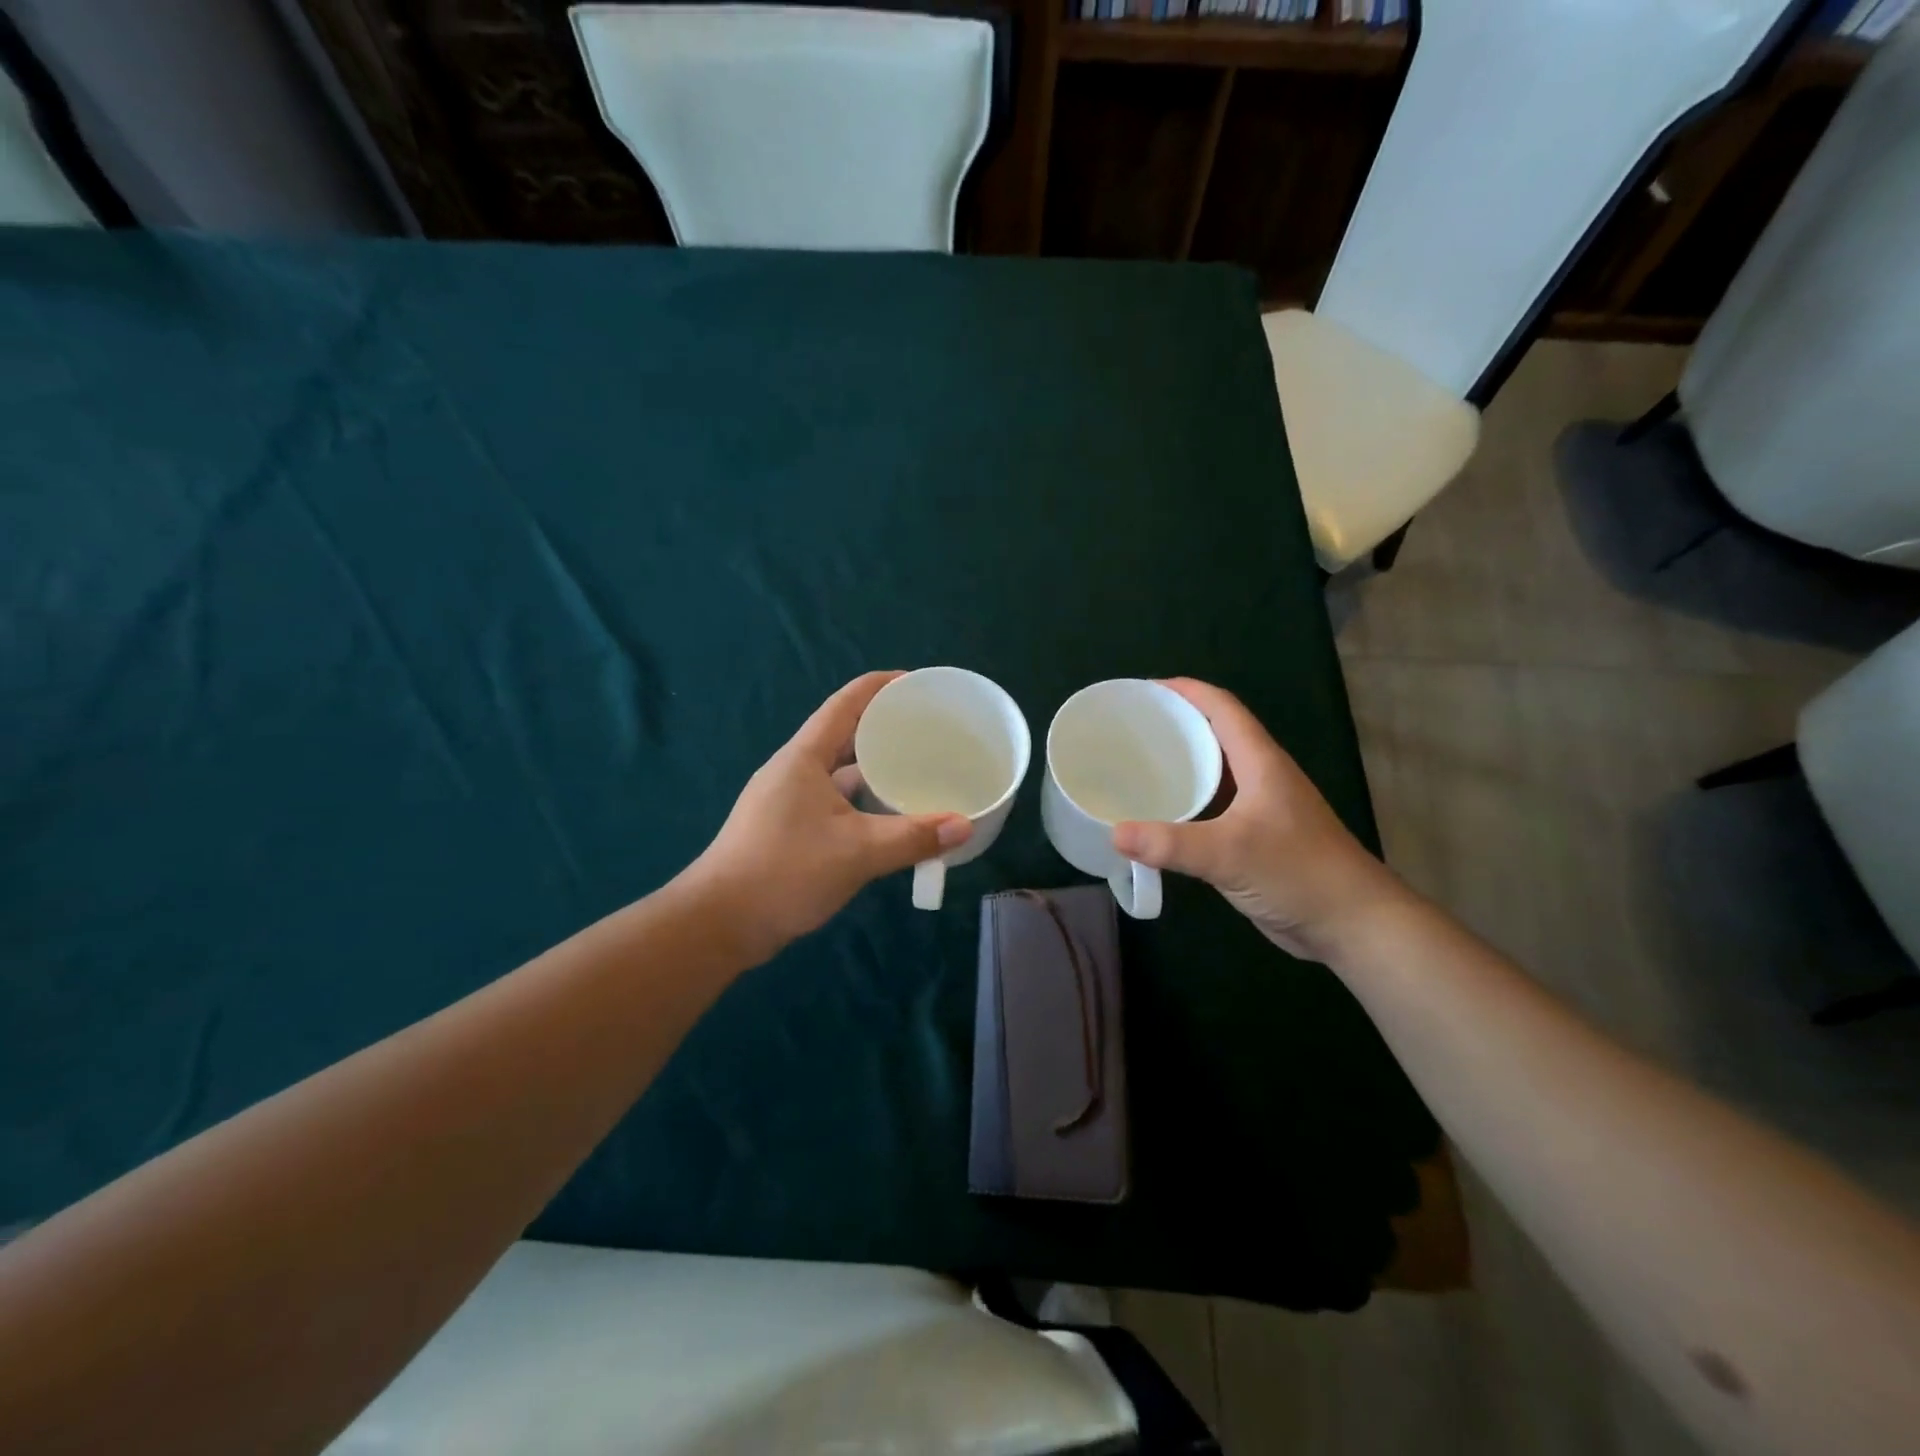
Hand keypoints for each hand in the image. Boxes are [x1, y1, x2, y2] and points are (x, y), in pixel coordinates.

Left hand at [685, 672, 971, 962]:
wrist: (720, 923)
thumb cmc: (785, 872)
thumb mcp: (858, 852)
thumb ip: (913, 837)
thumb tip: (964, 825)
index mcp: (804, 757)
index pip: (846, 702)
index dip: (882, 686)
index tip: (920, 683)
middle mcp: (795, 770)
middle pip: (845, 733)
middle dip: (886, 727)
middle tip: (930, 730)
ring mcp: (788, 800)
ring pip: (840, 771)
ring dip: (875, 768)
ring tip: (918, 769)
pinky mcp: (788, 828)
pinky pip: (835, 800)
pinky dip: (863, 801)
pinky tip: (890, 816)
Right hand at [1111, 678, 1406, 963]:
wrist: (1352, 924)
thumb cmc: (1298, 873)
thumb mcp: (1230, 854)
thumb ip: (1170, 844)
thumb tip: (1114, 833)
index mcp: (1261, 762)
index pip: (1222, 708)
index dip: (1185, 691)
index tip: (1142, 690)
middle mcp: (1261, 777)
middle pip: (1215, 734)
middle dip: (1175, 724)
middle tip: (1128, 729)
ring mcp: (1261, 808)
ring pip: (1215, 772)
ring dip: (1180, 763)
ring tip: (1135, 766)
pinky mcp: (1257, 838)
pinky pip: (1214, 807)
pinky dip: (1186, 802)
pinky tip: (1160, 816)